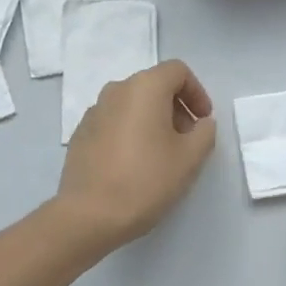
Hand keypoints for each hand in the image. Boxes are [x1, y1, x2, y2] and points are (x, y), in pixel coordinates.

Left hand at [53, 60, 216, 253]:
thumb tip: (200, 123)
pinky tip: (134, 164)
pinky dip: (130, 131)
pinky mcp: (81, 133)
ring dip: (153, 120)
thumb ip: (204, 133)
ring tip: (162, 154)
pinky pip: (114, 121)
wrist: (88, 214)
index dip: (197, 92)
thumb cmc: (145, 180)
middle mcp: (116, 90)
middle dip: (176, 107)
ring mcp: (94, 111)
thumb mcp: (189, 158)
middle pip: (154, 85)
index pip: (177, 71)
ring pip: (132, 104)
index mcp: (144, 87)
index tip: (203, 120)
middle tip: (187, 140)